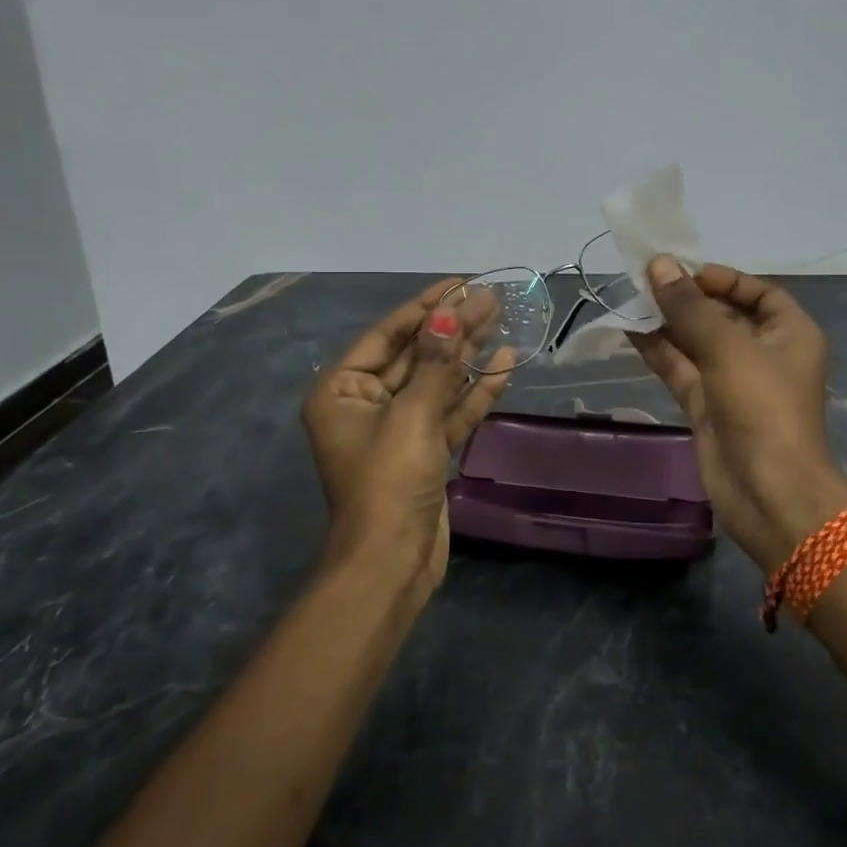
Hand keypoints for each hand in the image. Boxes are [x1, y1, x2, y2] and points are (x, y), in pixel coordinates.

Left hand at [301, 279, 513, 591]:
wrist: (391, 563)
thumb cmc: (388, 482)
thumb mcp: (411, 416)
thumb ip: (435, 364)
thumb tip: (449, 313)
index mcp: (342, 390)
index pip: (387, 334)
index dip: (426, 307)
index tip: (460, 283)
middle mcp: (365, 403)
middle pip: (415, 355)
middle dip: (452, 328)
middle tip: (491, 299)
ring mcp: (398, 428)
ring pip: (437, 381)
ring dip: (467, 354)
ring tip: (501, 320)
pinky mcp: (425, 451)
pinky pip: (450, 411)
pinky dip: (475, 391)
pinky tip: (504, 364)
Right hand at [629, 257, 846, 571]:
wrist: (768, 493)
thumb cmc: (763, 408)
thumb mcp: (728, 348)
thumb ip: (689, 307)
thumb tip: (659, 264)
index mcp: (789, 333)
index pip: (758, 292)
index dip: (723, 279)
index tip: (684, 272)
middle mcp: (763, 353)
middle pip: (722, 315)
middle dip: (686, 299)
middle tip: (645, 281)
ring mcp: (732, 382)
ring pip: (696, 342)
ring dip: (666, 323)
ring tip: (630, 299)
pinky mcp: (707, 406)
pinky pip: (681, 369)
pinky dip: (658, 351)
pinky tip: (629, 330)